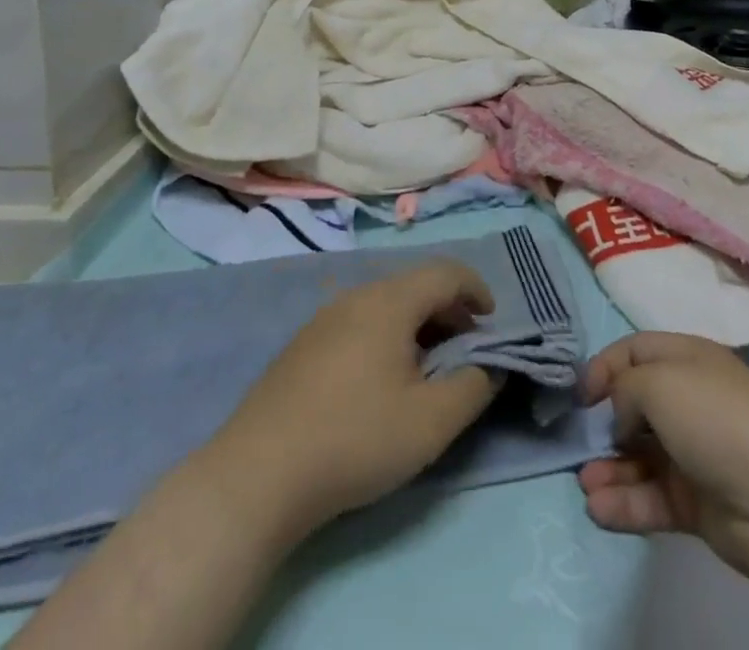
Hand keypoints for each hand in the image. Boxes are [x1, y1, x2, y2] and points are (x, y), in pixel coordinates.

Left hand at [207, 261, 500, 542]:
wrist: (257, 476)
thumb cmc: (355, 439)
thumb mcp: (431, 422)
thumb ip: (473, 387)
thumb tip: (491, 366)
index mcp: (390, 301)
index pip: (446, 272)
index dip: (476, 290)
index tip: (491, 322)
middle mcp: (357, 296)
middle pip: (415, 286)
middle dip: (449, 311)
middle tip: (465, 350)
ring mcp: (324, 319)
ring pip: (386, 305)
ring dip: (417, 326)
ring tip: (427, 369)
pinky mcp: (302, 347)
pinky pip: (359, 324)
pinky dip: (387, 338)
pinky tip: (381, 382)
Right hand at [577, 332, 748, 588]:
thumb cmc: (717, 419)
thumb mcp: (659, 382)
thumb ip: (624, 389)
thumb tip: (621, 417)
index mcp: (686, 360)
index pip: (635, 352)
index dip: (604, 367)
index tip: (579, 395)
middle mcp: (689, 401)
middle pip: (635, 406)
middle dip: (603, 423)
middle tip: (578, 443)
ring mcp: (693, 454)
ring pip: (639, 457)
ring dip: (609, 469)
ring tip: (585, 483)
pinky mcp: (696, 503)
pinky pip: (651, 498)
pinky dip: (624, 503)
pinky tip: (598, 509)